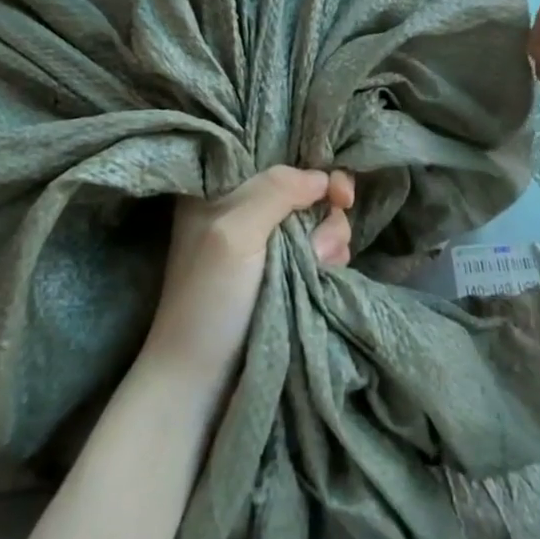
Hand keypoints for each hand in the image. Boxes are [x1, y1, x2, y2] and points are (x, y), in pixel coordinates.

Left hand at [143, 166, 354, 396]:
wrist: (201, 379)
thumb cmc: (210, 299)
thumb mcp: (235, 232)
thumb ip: (276, 190)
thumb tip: (321, 177)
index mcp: (219, 189)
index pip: (277, 159)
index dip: (313, 170)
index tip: (338, 192)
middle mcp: (243, 209)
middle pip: (305, 190)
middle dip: (324, 214)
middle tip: (322, 245)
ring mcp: (264, 244)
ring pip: (318, 221)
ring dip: (330, 241)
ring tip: (319, 268)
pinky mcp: (281, 273)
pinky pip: (319, 250)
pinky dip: (328, 260)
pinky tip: (323, 276)